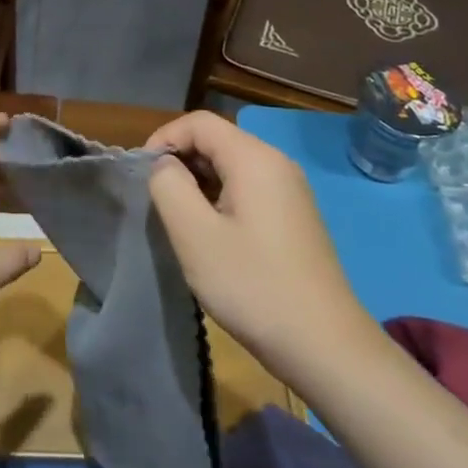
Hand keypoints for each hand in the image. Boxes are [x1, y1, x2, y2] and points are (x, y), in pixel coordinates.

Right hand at [146, 111, 378, 389]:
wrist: (324, 345)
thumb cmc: (252, 285)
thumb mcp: (194, 235)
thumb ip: (169, 186)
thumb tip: (165, 165)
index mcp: (254, 158)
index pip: (199, 122)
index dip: (164, 138)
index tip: (143, 175)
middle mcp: (277, 163)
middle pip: (217, 140)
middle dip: (180, 161)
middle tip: (158, 202)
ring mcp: (290, 190)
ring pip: (231, 166)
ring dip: (199, 182)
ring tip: (181, 221)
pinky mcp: (294, 215)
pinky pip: (248, 188)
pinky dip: (221, 198)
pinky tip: (212, 236)